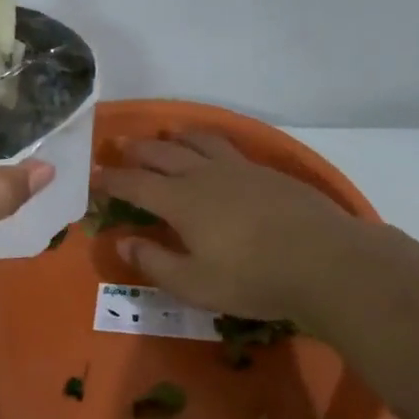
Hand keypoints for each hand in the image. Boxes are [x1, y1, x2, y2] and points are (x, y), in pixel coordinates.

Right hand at [96, 133, 368, 321]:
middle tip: (119, 147)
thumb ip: (155, 262)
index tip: (93, 177)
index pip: (134, 184)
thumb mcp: (193, 284)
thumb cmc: (252, 278)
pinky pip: (228, 147)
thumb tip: (124, 241)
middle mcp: (205, 175)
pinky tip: (215, 151)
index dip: (110, 180)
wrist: (324, 261)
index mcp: (181, 201)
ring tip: (166, 134)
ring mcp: (240, 169)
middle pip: (163, 153)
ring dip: (176, 137)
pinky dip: (210, 142)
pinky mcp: (268, 173)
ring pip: (199, 142)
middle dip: (137, 151)